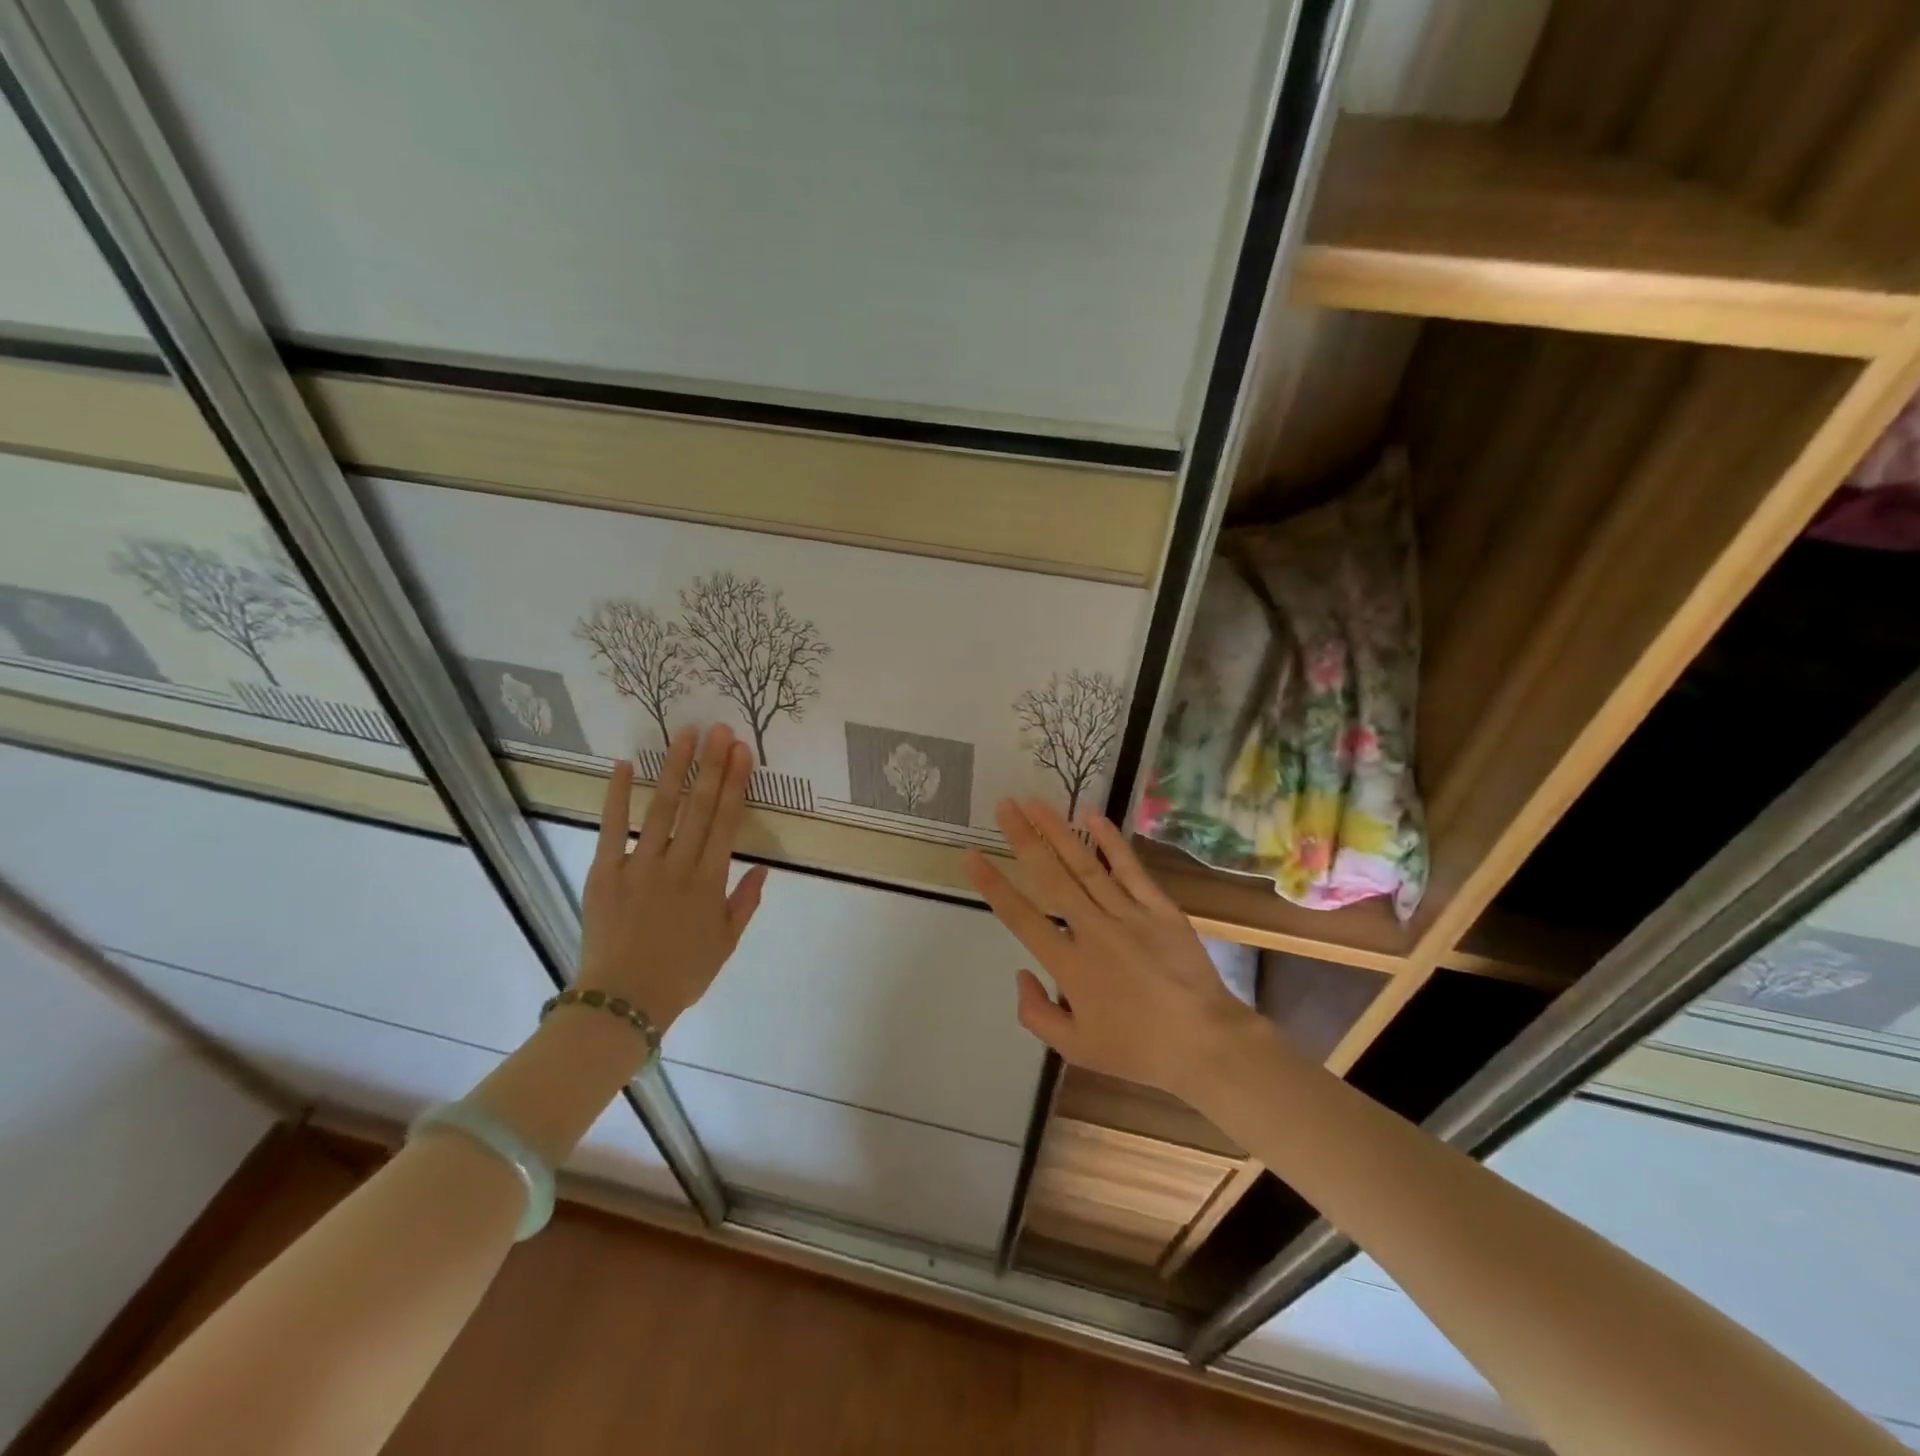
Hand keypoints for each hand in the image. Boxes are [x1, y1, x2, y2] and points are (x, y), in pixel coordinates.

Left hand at [577, 724, 768, 1031]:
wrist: (624, 1001)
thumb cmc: (682, 973)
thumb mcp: (726, 943)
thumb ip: (745, 902)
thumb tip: (763, 866)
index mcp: (709, 881)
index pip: (726, 821)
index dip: (735, 784)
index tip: (742, 752)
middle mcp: (678, 865)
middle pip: (698, 806)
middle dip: (712, 765)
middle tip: (720, 729)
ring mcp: (639, 865)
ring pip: (662, 807)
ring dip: (675, 768)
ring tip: (685, 735)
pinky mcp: (605, 871)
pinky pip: (612, 827)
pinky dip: (617, 795)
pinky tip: (623, 765)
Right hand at [967, 799, 1263, 1104]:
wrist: (1206, 1043)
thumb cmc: (1138, 1049)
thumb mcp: (1075, 1049)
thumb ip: (1036, 1014)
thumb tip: (1021, 973)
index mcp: (1069, 965)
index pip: (1021, 917)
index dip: (993, 885)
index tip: (972, 855)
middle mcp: (1092, 930)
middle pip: (1050, 877)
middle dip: (1023, 839)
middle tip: (1004, 806)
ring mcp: (1128, 914)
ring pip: (1085, 865)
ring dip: (1057, 831)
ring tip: (1034, 803)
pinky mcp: (1159, 908)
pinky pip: (1130, 868)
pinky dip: (1110, 841)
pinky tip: (1092, 815)